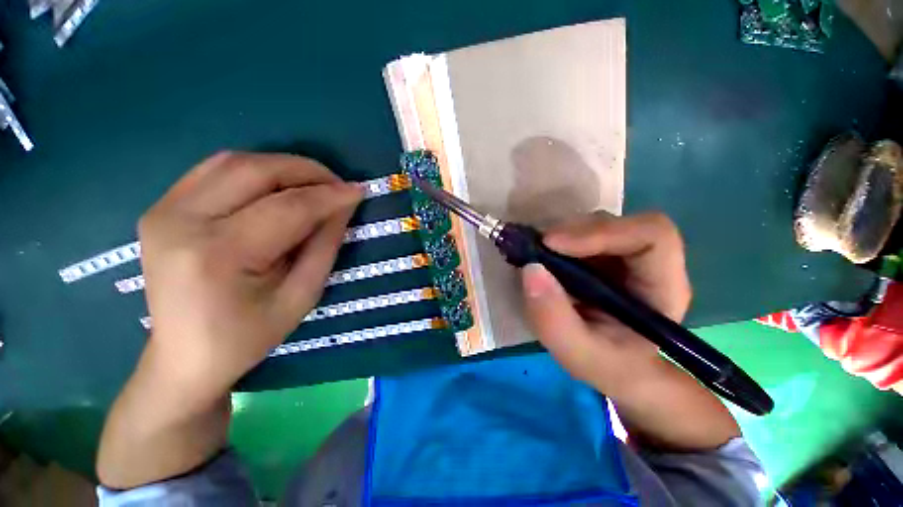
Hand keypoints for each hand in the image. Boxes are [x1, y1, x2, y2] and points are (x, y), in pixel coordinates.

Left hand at [139, 151, 362, 397]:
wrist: (185, 357)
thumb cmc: (248, 336)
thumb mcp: (302, 296)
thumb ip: (325, 245)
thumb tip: (344, 206)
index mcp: (219, 254)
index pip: (287, 207)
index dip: (329, 195)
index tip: (359, 191)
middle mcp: (181, 221)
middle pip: (255, 170)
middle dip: (306, 171)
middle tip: (338, 184)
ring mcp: (164, 210)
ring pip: (233, 161)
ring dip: (282, 166)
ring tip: (314, 184)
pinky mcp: (161, 208)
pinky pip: (214, 170)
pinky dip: (254, 170)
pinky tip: (277, 187)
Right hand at [521, 212, 690, 392]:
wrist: (615, 368)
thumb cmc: (608, 366)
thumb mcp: (579, 355)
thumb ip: (554, 320)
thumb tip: (530, 269)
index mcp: (662, 286)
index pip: (651, 235)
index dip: (601, 232)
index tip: (552, 244)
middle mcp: (648, 263)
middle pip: (617, 224)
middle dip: (573, 232)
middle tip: (537, 249)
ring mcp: (623, 256)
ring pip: (594, 225)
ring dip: (561, 235)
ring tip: (537, 255)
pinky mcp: (601, 256)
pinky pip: (579, 234)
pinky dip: (555, 241)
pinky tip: (542, 257)